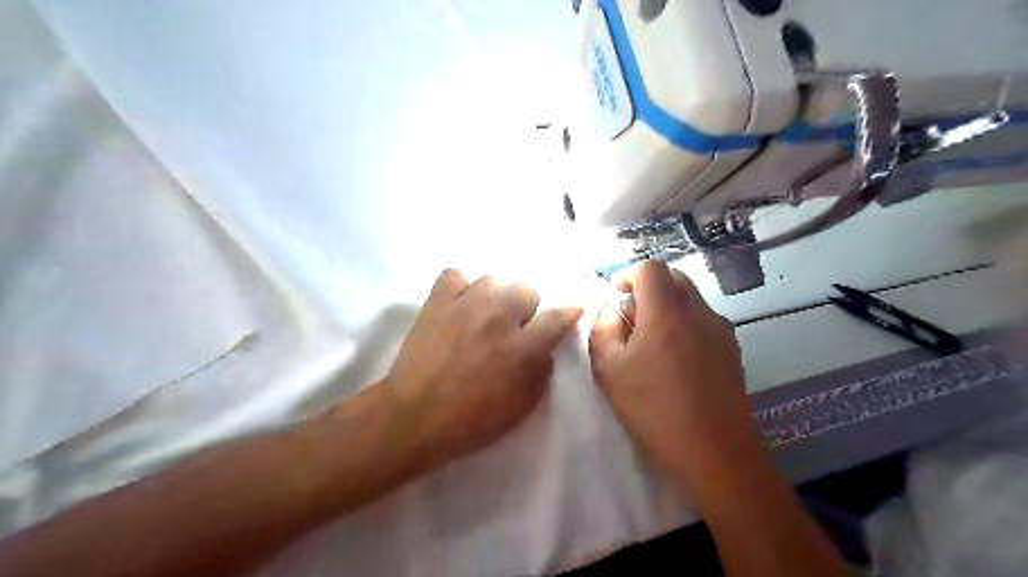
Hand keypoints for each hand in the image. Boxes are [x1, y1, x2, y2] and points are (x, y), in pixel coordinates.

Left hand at [385, 268, 581, 471]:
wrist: (414, 417)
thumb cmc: (471, 420)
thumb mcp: (521, 407)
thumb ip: (541, 371)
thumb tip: (544, 347)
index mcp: (523, 348)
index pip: (559, 317)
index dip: (569, 312)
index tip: (570, 311)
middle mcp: (499, 318)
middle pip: (526, 289)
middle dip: (524, 308)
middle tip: (512, 327)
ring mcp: (466, 305)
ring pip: (492, 279)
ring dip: (493, 297)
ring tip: (481, 315)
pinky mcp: (437, 302)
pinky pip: (455, 275)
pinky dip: (459, 287)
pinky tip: (457, 306)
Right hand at [585, 260, 752, 487]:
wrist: (715, 452)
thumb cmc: (655, 410)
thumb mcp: (610, 371)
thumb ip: (602, 330)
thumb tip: (611, 311)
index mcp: (666, 313)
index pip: (650, 267)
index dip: (628, 274)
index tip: (616, 297)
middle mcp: (698, 312)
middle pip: (673, 277)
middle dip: (647, 288)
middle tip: (631, 319)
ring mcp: (720, 329)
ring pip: (690, 298)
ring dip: (666, 306)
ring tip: (652, 342)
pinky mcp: (732, 348)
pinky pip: (703, 319)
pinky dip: (684, 323)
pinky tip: (676, 360)